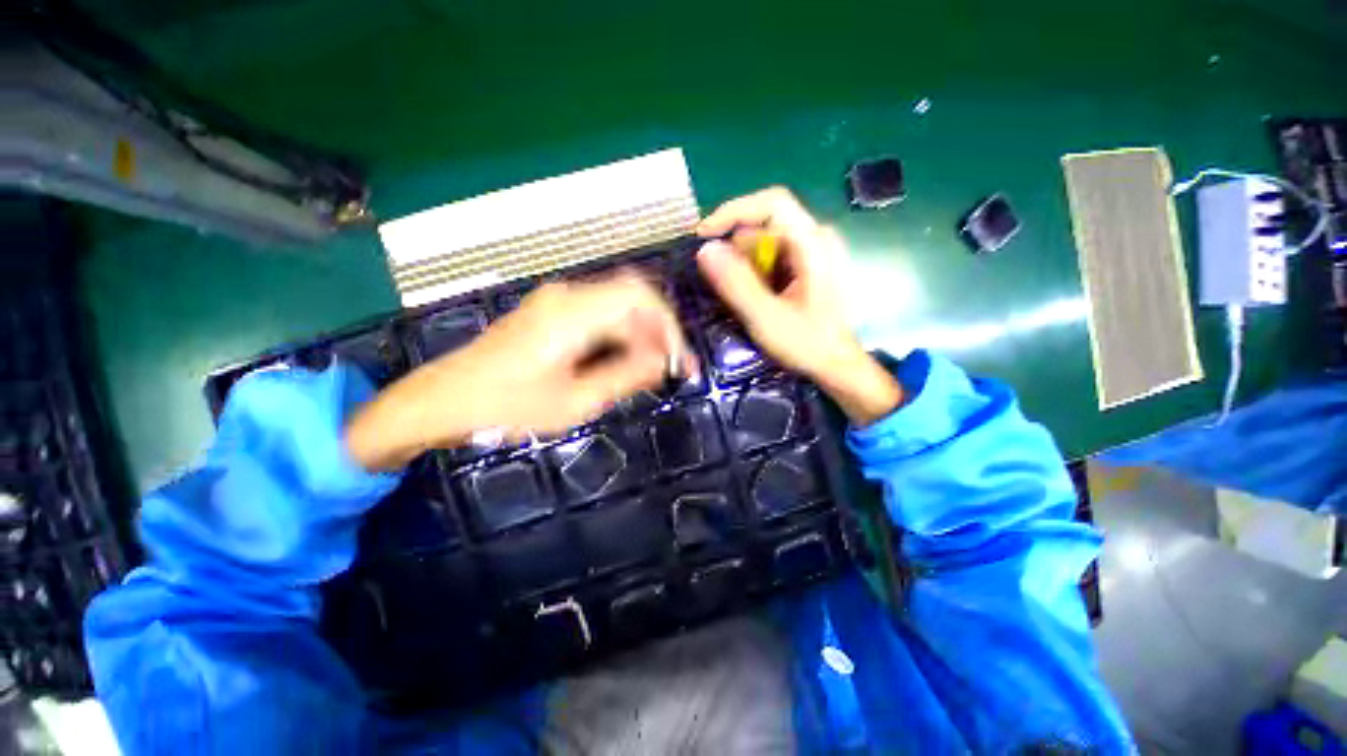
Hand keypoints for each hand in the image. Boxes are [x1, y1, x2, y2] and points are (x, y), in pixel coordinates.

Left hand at [346, 273, 694, 470]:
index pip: (640, 297)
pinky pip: (599, 313)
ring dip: (640, 334)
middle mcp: (566, 295)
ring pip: (617, 305)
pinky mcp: (550, 311)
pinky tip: (623, 361)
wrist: (444, 399)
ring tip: (651, 371)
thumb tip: (663, 361)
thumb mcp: (574, 401)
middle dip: (658, 331)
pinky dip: (620, 334)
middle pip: (632, 297)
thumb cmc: (506, 407)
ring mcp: (556, 300)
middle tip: (670, 369)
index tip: (678, 360)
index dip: (668, 325)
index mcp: (572, 313)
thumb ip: (625, 377)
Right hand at [696, 188, 902, 425]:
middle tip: (721, 285)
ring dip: (745, 267)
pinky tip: (756, 299)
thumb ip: (736, 283)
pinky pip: (772, 257)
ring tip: (743, 299)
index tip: (703, 235)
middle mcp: (815, 238)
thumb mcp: (766, 317)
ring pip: (765, 243)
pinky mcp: (807, 266)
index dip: (733, 212)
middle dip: (737, 252)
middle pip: (764, 226)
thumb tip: (705, 250)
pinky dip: (755, 274)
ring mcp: (813, 252)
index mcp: (813, 243)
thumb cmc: (808, 344)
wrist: (837, 366)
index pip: (771, 203)